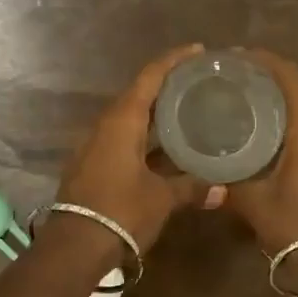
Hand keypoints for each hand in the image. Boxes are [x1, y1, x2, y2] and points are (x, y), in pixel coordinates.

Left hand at [55, 45, 209, 252]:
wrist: (75, 246)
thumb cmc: (121, 211)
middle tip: (197, 81)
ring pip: (129, 117)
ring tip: (185, 109)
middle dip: (166, 85)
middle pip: (138, 93)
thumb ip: (191, 188)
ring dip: (154, 111)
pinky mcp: (91, 162)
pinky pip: (121, 136)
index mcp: (122, 120)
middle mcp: (105, 124)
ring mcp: (94, 144)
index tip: (197, 50)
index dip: (173, 60)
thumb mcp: (161, 198)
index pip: (150, 77)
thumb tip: (223, 189)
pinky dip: (143, 133)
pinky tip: (163, 144)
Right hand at [222, 51, 297, 251]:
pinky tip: (278, 147)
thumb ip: (228, 178)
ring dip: (285, 112)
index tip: (239, 57)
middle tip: (238, 90)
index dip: (265, 61)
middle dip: (270, 88)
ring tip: (254, 118)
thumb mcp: (251, 201)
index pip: (290, 78)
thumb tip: (206, 167)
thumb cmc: (293, 226)